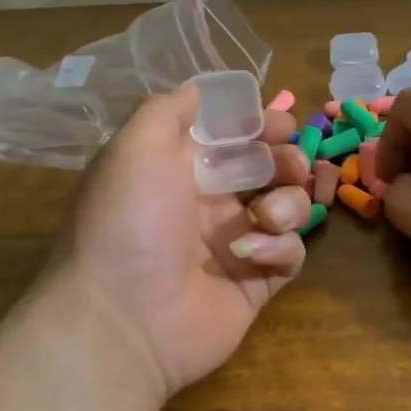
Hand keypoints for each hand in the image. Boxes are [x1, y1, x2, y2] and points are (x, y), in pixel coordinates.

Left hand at [42, 84, 312, 402]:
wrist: (121, 321)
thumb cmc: (128, 224)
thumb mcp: (134, 149)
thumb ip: (169, 110)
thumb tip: (200, 89)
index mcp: (181, 169)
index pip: (234, 136)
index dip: (261, 125)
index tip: (279, 125)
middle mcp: (210, 203)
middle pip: (270, 168)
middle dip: (287, 159)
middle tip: (286, 166)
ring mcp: (236, 244)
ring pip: (288, 208)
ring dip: (288, 202)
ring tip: (268, 216)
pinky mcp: (256, 283)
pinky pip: (290, 254)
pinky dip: (280, 248)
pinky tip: (254, 254)